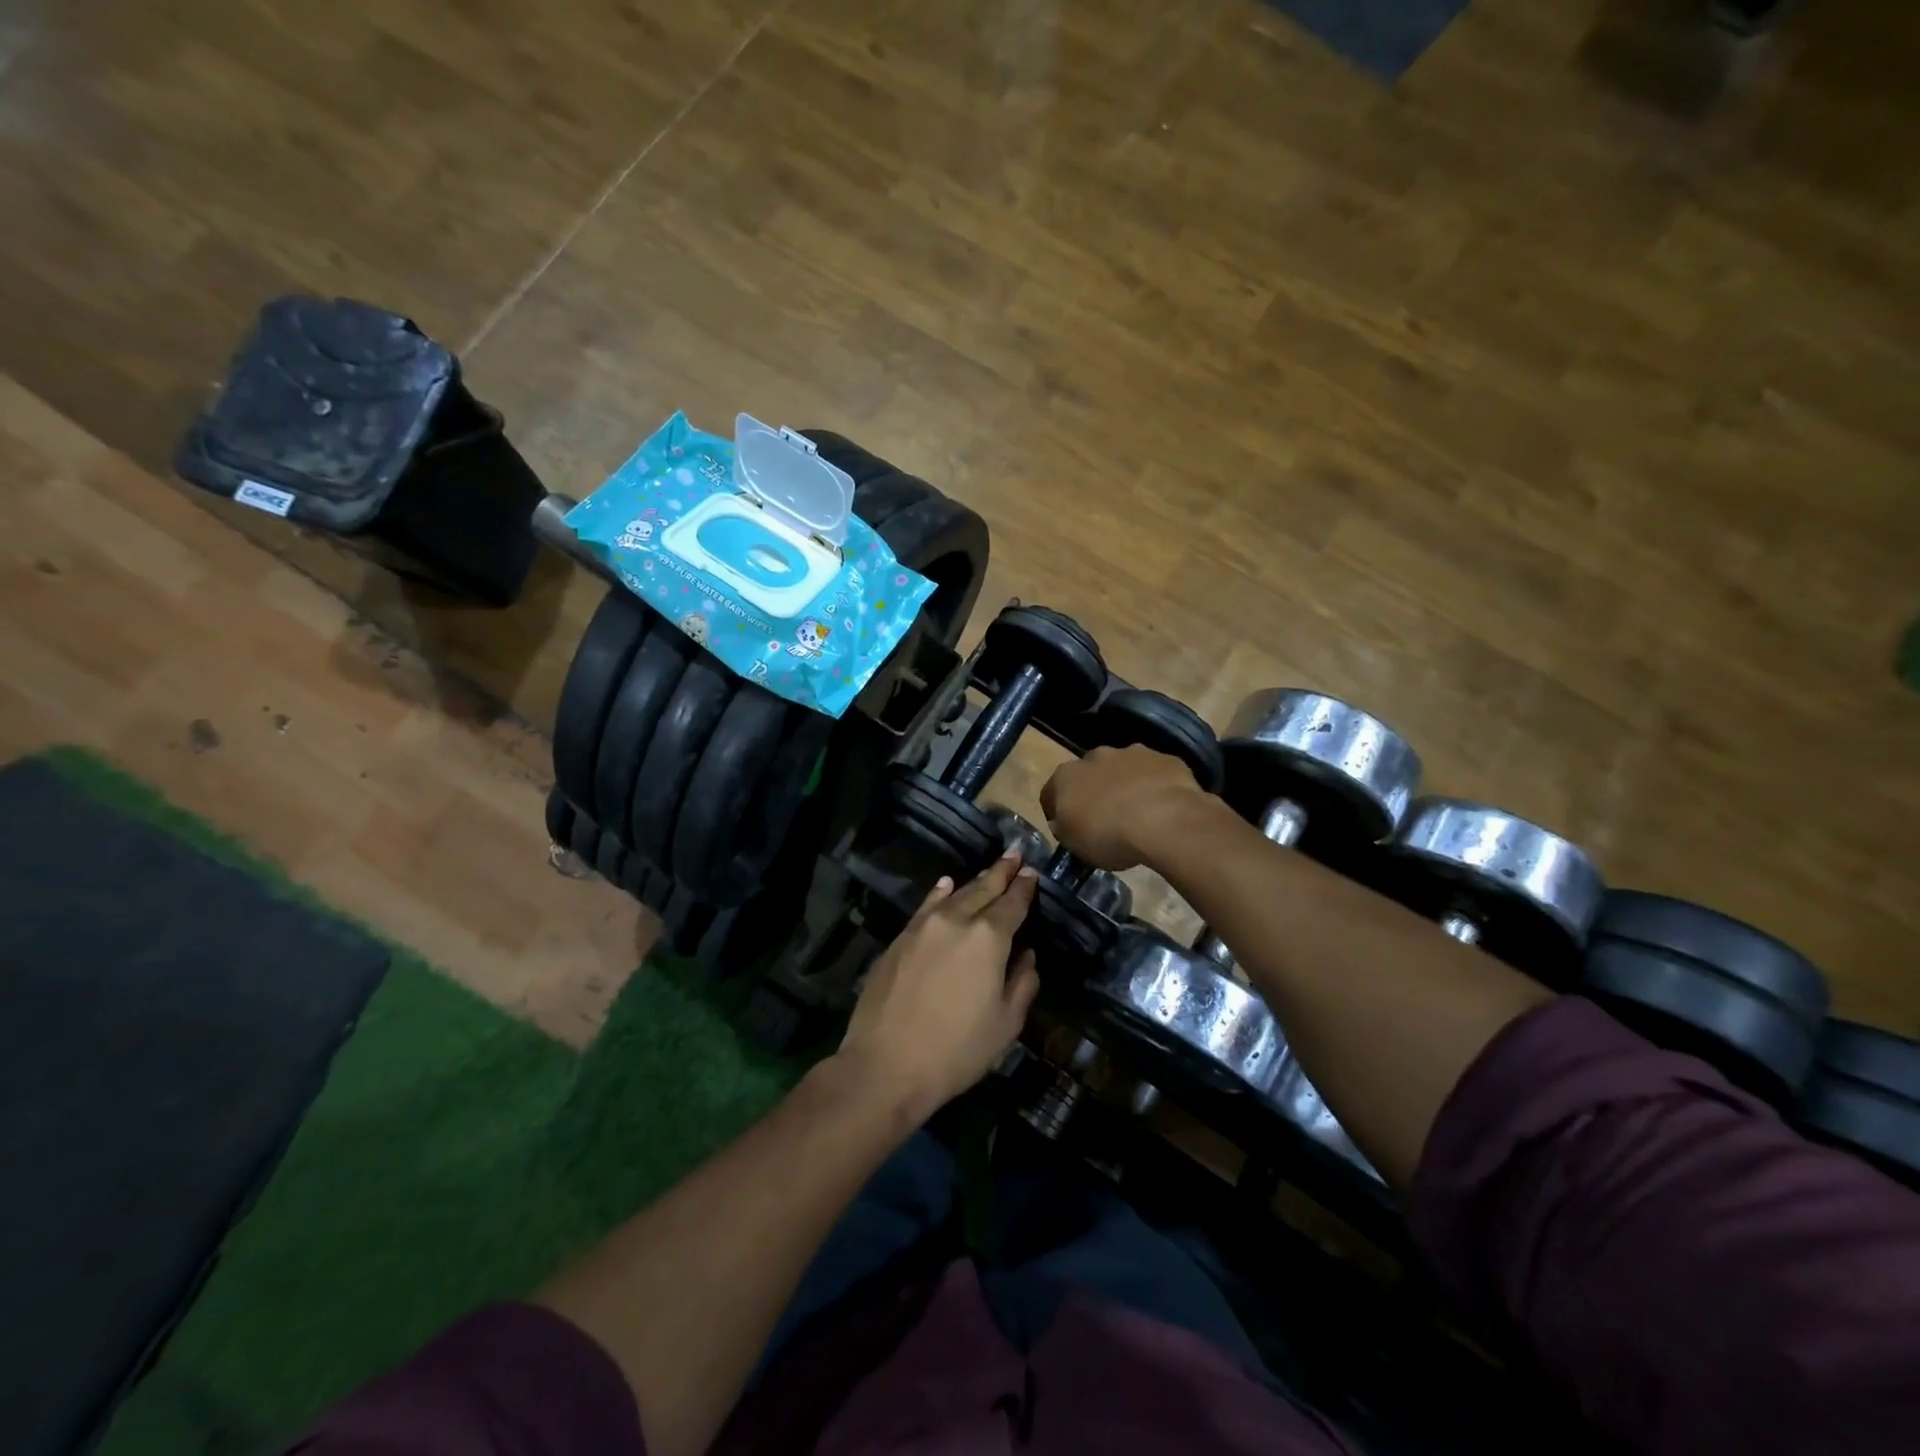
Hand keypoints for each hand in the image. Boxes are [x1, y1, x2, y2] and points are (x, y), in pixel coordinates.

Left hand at [834, 852, 1040, 1122]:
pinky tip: (946, 884)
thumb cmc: (957, 1050)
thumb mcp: (1006, 1024)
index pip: (1012, 904)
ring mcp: (924, 927)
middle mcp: (956, 921)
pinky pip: (926, 906)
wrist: (886, 1065)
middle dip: (1001, 872)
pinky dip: (940, 893)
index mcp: (989, 938)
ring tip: (989, 870)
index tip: (1031, 873)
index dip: (1024, 888)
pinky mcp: (900, 939)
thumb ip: (1022, 983)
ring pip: (955, 895)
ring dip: (975, 881)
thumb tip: (1026, 955)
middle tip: (1015, 854)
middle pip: (983, 889)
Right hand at [1041, 744, 1208, 869]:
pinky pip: (1155, 773)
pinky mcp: (1164, 759)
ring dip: (1125, 785)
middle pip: (1089, 775)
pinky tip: (1164, 807)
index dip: (1057, 812)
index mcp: (1065, 776)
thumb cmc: (1108, 835)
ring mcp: (1132, 753)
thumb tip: (1063, 822)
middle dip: (1094, 792)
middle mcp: (1095, 757)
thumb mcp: (1074, 844)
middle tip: (1105, 819)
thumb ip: (1065, 828)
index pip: (1051, 793)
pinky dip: (1155, 786)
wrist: (1164, 820)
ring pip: (1123, 769)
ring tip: (1138, 813)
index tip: (1069, 829)